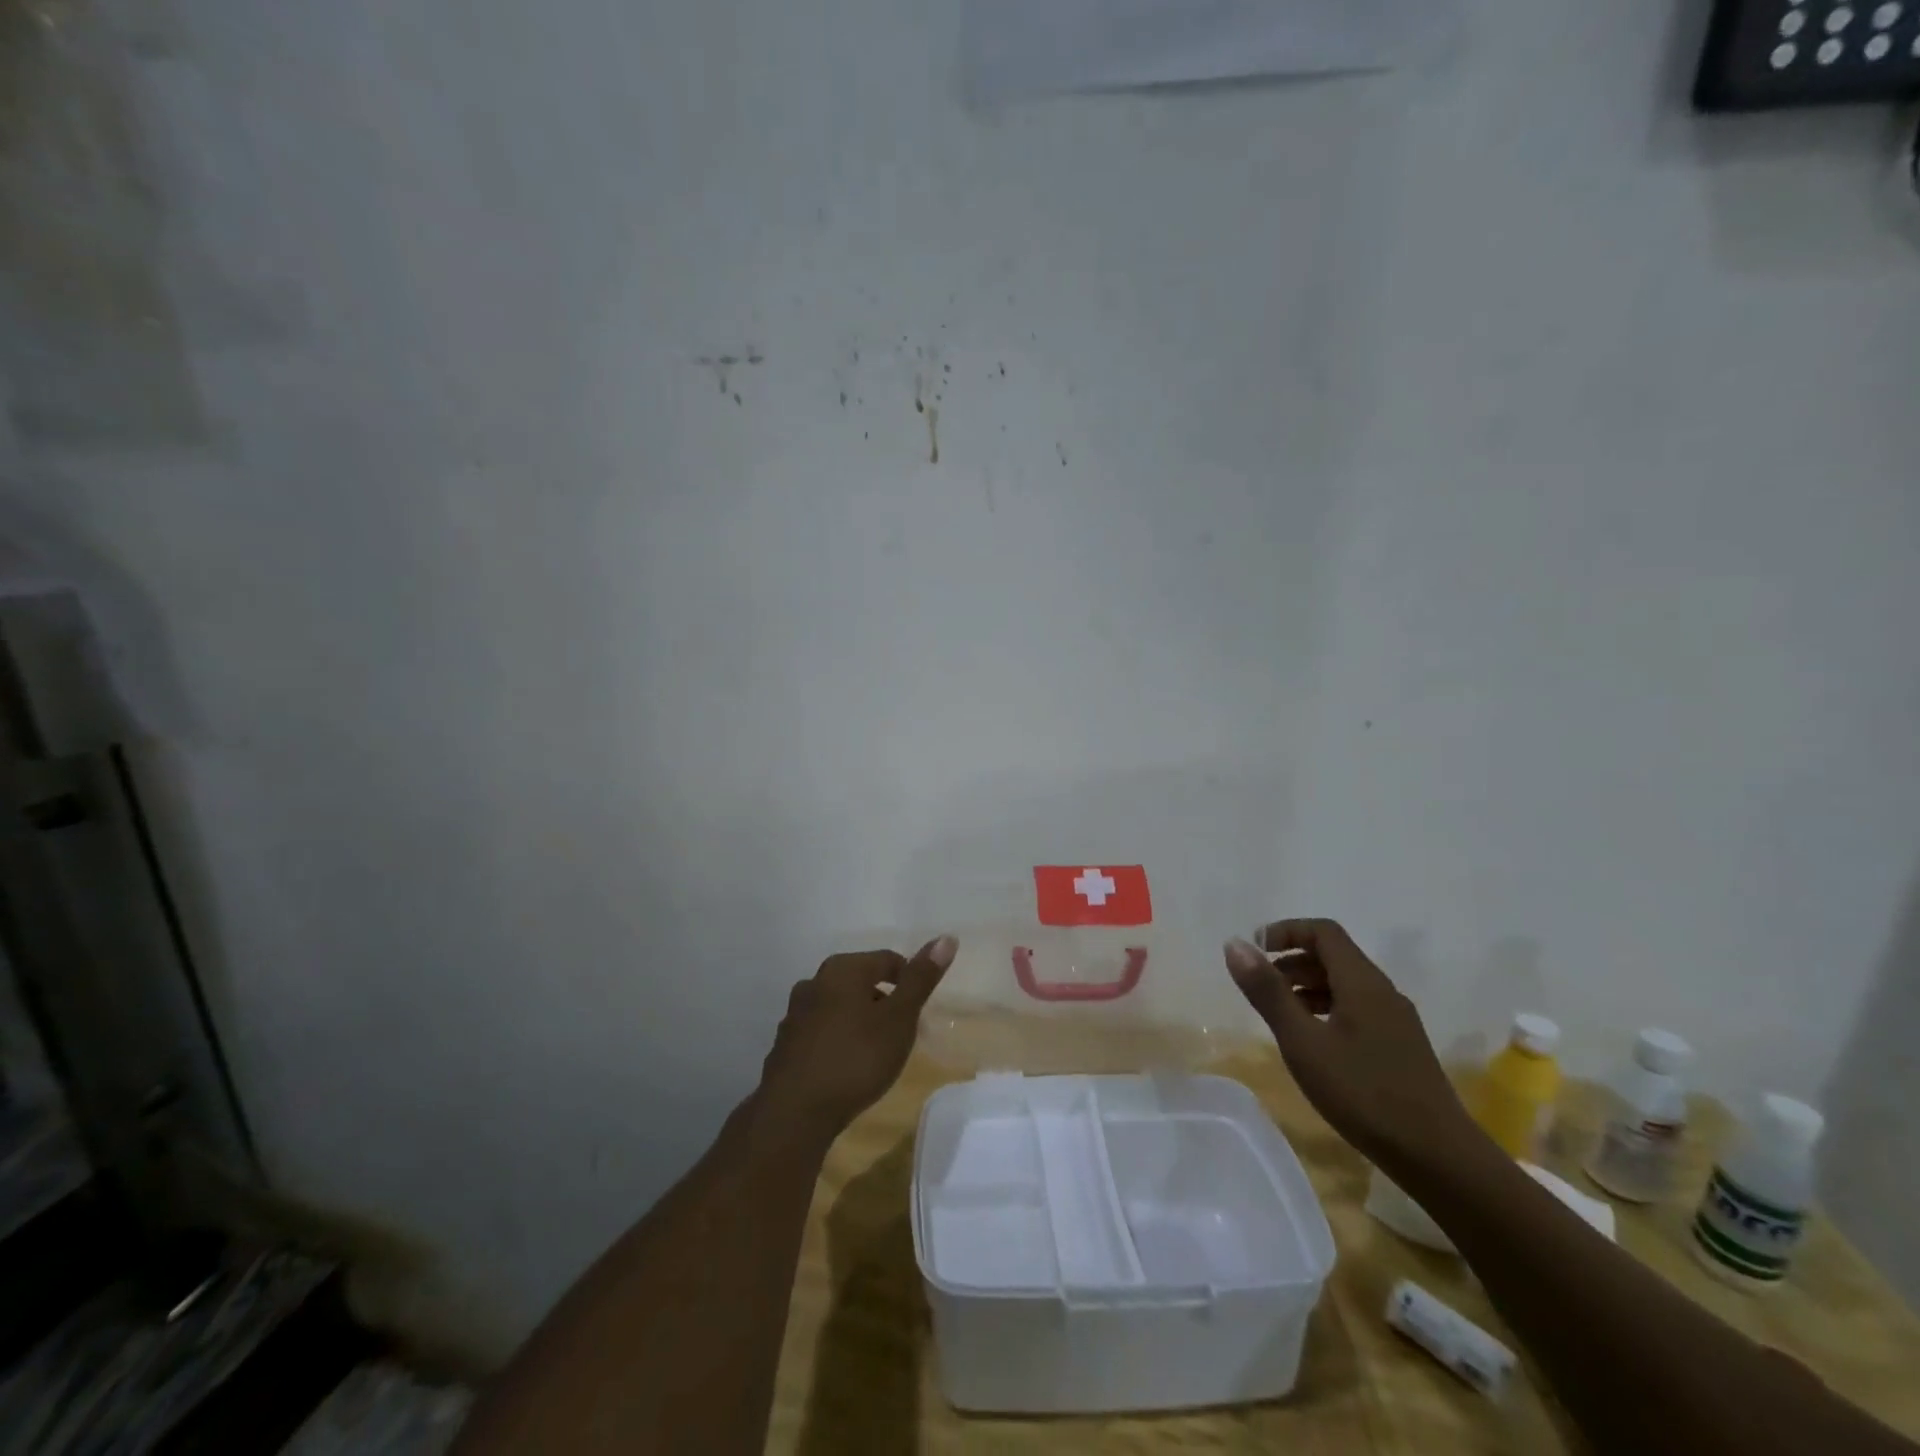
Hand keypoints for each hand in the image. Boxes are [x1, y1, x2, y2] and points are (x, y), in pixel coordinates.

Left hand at [753, 936, 956, 1146]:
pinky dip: (839, 1039)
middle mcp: (814, 982)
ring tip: (878, 1050)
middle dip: (884, 1001)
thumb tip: (946, 937)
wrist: (795, 1113)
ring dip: (860, 1020)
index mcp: (843, 969)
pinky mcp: (786, 1044)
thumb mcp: (899, 1018)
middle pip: (860, 981)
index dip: (910, 980)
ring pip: (839, 1006)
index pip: (887, 959)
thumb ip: (920, 979)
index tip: (921, 1009)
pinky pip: (822, 1031)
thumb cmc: (855, 1058)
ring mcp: (795, 1014)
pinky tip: (848, 1066)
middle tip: (903, 1030)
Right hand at [1224, 920, 1473, 1168]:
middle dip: (1291, 960)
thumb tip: (1234, 944)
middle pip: (1333, 955)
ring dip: (1307, 986)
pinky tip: (1312, 1041)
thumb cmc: (1363, 1093)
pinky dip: (1325, 1008)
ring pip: (1345, 984)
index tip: (1254, 951)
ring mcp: (1396, 1020)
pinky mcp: (1400, 1046)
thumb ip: (1268, 992)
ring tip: (1279, 1013)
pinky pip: (1356, 1008)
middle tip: (1259, 985)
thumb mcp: (1303, 1042)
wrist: (1439, 1158)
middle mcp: (1382, 991)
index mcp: (1362, 982)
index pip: (1323, 931)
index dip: (1285, 931)